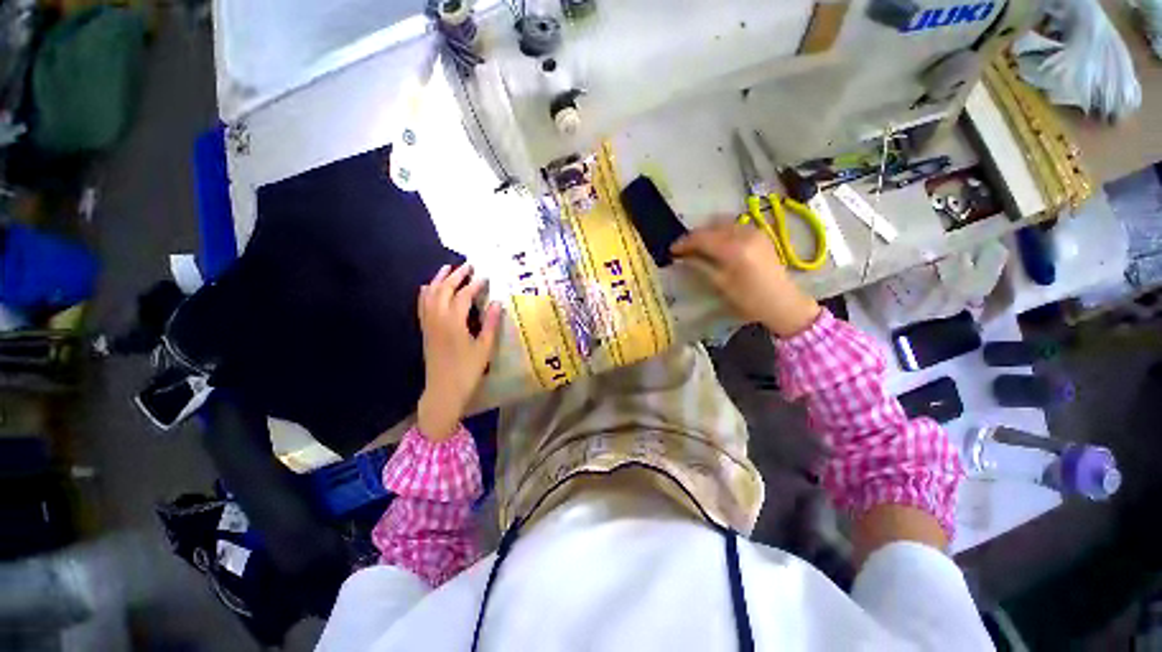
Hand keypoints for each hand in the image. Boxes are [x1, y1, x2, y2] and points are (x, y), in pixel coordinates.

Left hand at [416, 263, 501, 440]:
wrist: (443, 390)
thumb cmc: (467, 370)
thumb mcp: (485, 348)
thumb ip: (491, 324)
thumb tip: (497, 302)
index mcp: (454, 322)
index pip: (463, 296)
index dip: (475, 285)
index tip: (485, 277)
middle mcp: (438, 318)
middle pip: (444, 290)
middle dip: (456, 275)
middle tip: (468, 265)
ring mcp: (429, 324)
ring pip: (430, 294)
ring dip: (439, 279)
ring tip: (448, 267)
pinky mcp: (425, 330)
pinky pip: (422, 305)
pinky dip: (426, 292)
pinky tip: (430, 287)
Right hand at [671, 221, 820, 337]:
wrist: (782, 303)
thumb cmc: (749, 299)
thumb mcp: (721, 284)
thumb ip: (701, 265)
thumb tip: (683, 256)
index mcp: (734, 249)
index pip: (702, 238)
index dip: (684, 243)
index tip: (672, 250)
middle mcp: (745, 234)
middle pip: (712, 225)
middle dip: (695, 235)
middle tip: (684, 249)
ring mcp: (755, 231)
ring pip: (724, 223)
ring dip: (708, 232)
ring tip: (698, 246)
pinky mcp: (760, 234)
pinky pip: (735, 226)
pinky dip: (721, 231)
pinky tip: (716, 244)